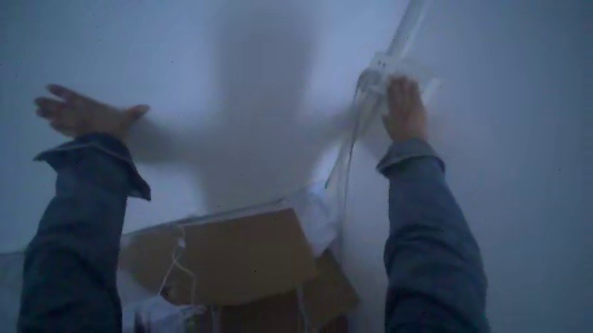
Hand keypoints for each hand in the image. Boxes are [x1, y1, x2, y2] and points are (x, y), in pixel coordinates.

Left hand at [34, 85, 148, 140]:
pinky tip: (51, 126)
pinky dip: (57, 127)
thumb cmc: (115, 128)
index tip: (48, 87)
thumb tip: (147, 106)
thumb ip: (133, 113)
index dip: (60, 92)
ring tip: (38, 113)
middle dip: (48, 104)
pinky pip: (64, 130)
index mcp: (88, 107)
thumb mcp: (126, 119)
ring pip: (58, 118)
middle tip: (35, 101)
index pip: (72, 97)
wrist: (106, 144)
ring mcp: (75, 126)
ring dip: (48, 115)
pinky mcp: (76, 136)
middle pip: (60, 107)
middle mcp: (78, 114)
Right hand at [382, 76, 426, 142]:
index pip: (390, 100)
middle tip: (395, 75)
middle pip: (398, 94)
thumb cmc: (399, 137)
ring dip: (404, 84)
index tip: (388, 83)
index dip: (389, 91)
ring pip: (406, 93)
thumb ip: (386, 121)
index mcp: (392, 114)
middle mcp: (400, 108)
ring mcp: (410, 107)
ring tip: (403, 76)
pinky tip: (413, 82)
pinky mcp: (419, 108)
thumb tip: (383, 114)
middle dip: (396, 85)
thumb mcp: (389, 129)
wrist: (411, 141)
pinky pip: (416, 96)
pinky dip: (414, 88)